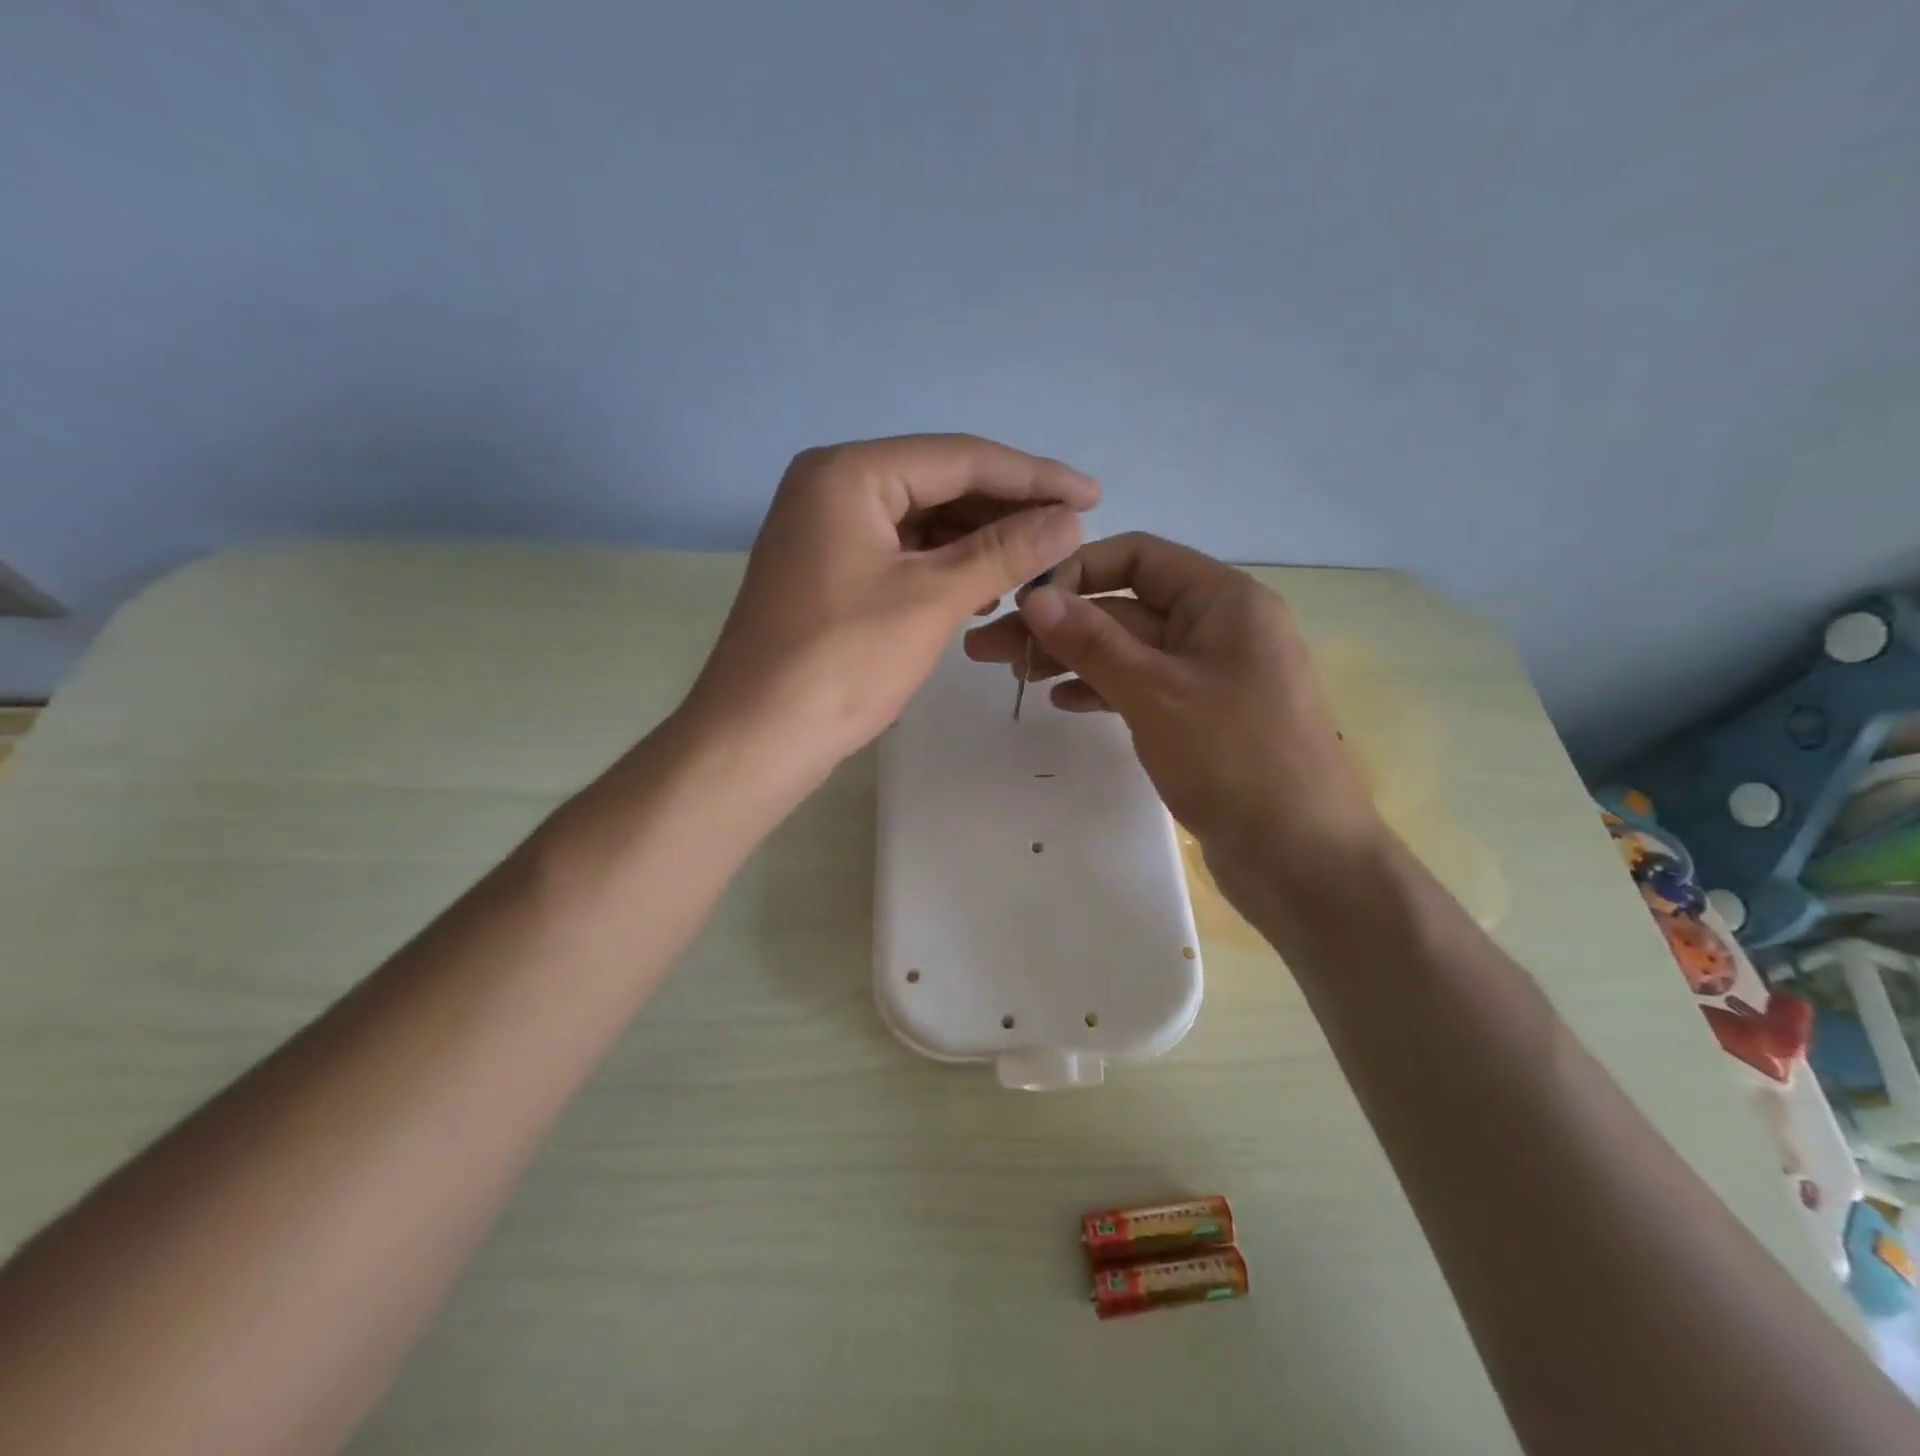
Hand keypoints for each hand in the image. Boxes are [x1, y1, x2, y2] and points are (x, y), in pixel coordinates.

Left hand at [684, 434, 1097, 787]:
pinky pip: (902, 552)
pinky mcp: (829, 570)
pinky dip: (945, 566)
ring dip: (979, 541)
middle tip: (1070, 531)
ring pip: (922, 520)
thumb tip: (1070, 518)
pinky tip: (983, 588)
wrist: (757, 737)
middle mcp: (832, 486)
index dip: (1034, 476)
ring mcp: (826, 530)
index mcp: (850, 473)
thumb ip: (1004, 552)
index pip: (960, 458)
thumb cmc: (844, 662)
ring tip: (1036, 563)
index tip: (1094, 494)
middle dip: (1007, 509)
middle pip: (940, 483)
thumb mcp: (932, 600)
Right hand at [962, 532, 1381, 893]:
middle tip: (988, 647)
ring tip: (1014, 674)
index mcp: (1223, 600)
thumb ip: (1093, 641)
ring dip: (1072, 657)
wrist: (1304, 859)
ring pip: (1129, 651)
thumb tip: (1035, 596)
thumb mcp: (1156, 693)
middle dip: (1059, 624)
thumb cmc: (1236, 761)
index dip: (1077, 572)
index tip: (1023, 606)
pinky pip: (1143, 687)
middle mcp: (1219, 627)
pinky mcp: (1202, 718)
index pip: (1138, 556)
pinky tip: (1063, 701)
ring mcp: (1211, 676)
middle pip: (1126, 606)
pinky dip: (1103, 689)